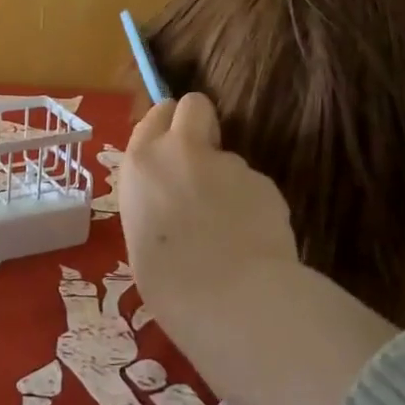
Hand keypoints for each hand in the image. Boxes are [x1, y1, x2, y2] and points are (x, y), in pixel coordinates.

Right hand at [119, 94, 395, 404]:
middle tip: (200, 159)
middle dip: (199, 123)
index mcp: (142, 162)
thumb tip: (175, 199)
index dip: (166, 127)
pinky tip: (251, 240)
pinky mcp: (265, 182)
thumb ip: (156, 199)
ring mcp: (229, 163)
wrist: (229, 299)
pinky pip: (254, 188)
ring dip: (228, 181)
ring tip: (228, 229)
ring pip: (229, 159)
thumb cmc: (166, 280)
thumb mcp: (139, 232)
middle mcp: (183, 151)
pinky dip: (252, 207)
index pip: (155, 115)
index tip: (170, 147)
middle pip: (194, 106)